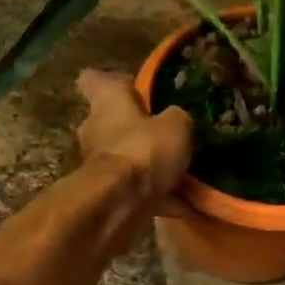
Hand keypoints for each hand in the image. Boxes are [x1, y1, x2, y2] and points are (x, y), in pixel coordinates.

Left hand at [75, 69, 192, 209]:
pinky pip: (140, 191)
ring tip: (185, 172)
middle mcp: (96, 129)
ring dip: (151, 165)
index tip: (135, 87)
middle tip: (170, 134)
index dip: (115, 81)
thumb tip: (176, 119)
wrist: (121, 203)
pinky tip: (190, 204)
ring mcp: (100, 165)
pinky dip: (161, 197)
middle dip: (139, 129)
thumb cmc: (144, 149)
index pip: (94, 80)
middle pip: (115, 123)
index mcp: (107, 102)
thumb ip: (177, 118)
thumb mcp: (176, 125)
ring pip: (130, 159)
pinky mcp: (109, 194)